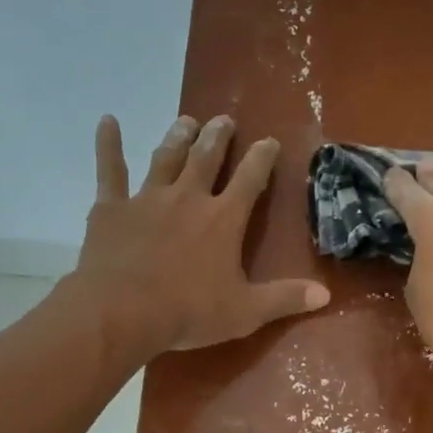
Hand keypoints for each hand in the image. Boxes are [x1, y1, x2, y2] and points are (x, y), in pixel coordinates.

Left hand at [70, 114, 329, 355]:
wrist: (121, 313)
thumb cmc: (188, 312)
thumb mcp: (246, 312)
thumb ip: (285, 299)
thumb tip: (325, 293)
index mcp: (224, 219)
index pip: (250, 180)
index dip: (262, 158)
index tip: (269, 140)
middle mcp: (188, 198)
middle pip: (206, 159)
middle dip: (218, 137)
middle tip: (224, 120)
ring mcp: (147, 199)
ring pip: (166, 159)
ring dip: (178, 137)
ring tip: (186, 120)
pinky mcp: (111, 209)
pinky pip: (110, 171)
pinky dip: (108, 145)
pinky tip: (107, 122)